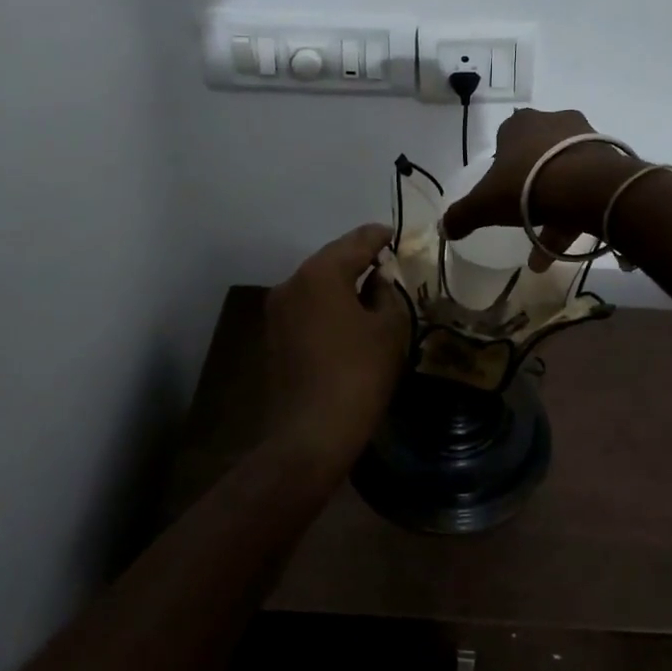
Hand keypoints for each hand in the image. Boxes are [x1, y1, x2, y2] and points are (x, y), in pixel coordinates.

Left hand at [264, 224, 410, 466]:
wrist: (311, 434)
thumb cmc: (358, 374)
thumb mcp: (389, 328)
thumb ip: (387, 292)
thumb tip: (378, 278)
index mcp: (321, 272)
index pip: (358, 240)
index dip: (382, 236)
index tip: (398, 236)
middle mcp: (292, 282)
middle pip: (332, 258)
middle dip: (360, 259)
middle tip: (389, 264)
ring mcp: (277, 310)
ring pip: (317, 283)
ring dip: (343, 283)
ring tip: (371, 291)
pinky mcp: (273, 335)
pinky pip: (307, 306)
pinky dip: (328, 304)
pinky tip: (348, 318)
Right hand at [443, 109, 643, 268]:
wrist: (587, 186)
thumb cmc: (527, 185)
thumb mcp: (484, 204)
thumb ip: (462, 216)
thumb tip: (442, 229)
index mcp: (519, 125)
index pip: (505, 140)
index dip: (502, 166)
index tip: (502, 192)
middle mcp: (553, 122)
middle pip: (537, 157)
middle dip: (530, 190)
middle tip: (525, 219)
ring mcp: (584, 137)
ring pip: (563, 174)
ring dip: (554, 209)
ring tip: (547, 251)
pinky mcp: (608, 157)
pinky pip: (587, 185)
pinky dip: (577, 211)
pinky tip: (570, 242)